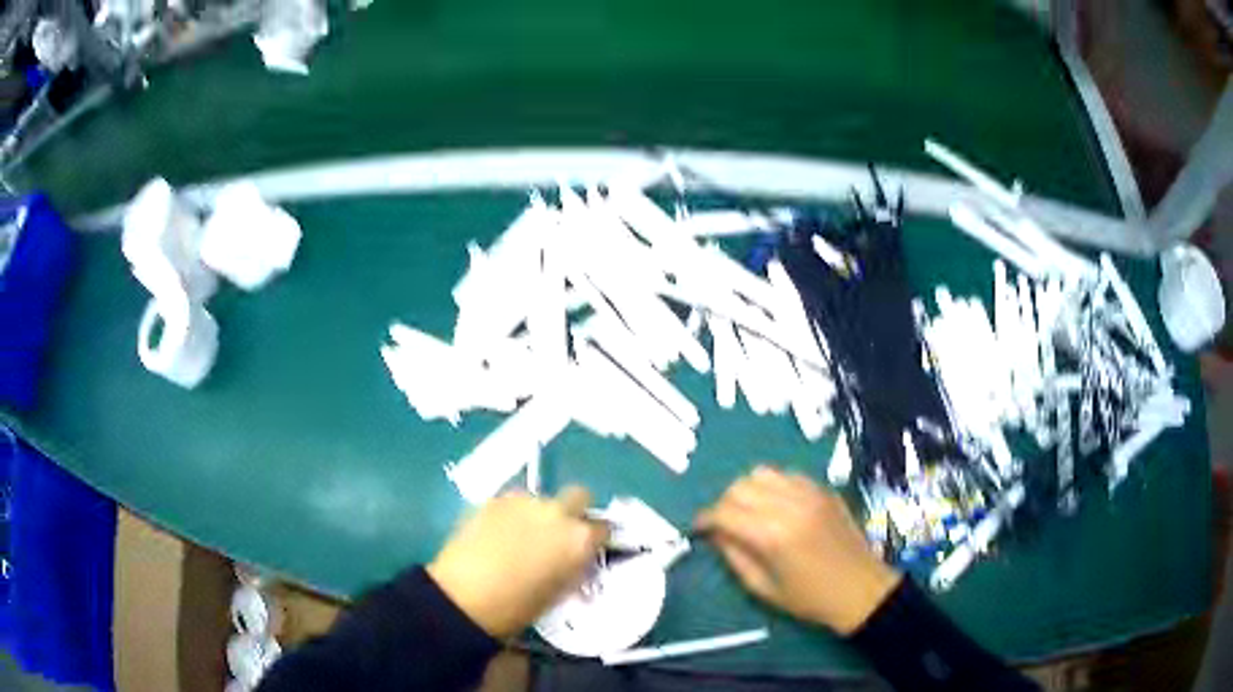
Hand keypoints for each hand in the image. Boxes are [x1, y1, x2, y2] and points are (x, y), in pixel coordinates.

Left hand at [428, 487, 607, 637]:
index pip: (603, 528)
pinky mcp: (495, 499)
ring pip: (542, 499)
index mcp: (580, 539)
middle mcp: (558, 512)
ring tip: (521, 536)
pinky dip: (513, 514)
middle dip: (574, 511)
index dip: (595, 538)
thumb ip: (574, 568)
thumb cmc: (517, 608)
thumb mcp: (559, 593)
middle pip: (579, 496)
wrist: (464, 597)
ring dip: (539, 513)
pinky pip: (514, 502)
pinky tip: (498, 533)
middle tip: (559, 534)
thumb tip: (577, 559)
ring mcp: (525, 501)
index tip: (587, 548)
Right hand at [695, 466, 900, 634]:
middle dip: (724, 503)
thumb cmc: (810, 598)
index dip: (704, 519)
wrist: (861, 589)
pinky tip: (776, 506)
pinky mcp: (824, 490)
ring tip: (749, 511)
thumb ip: (734, 557)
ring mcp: (809, 493)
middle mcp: (789, 505)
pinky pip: (788, 475)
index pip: (724, 512)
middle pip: (740, 487)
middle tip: (724, 524)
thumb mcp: (763, 588)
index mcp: (771, 535)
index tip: (698, 529)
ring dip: (748, 490)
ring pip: (763, 473)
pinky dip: (773, 486)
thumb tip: (716, 534)